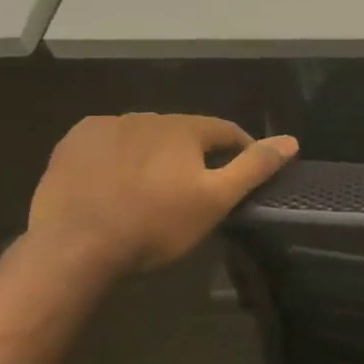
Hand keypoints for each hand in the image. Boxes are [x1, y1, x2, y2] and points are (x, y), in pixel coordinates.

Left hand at [28, 114, 297, 273]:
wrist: (74, 247)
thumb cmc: (156, 224)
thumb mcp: (216, 200)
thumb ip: (254, 167)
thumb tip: (291, 140)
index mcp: (184, 127)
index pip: (226, 131)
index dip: (241, 151)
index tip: (242, 177)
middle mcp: (146, 116)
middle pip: (184, 133)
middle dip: (195, 155)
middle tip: (195, 190)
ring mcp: (105, 127)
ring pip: (146, 136)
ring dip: (156, 154)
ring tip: (154, 189)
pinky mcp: (72, 144)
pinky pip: (109, 143)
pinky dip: (119, 157)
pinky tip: (116, 183)